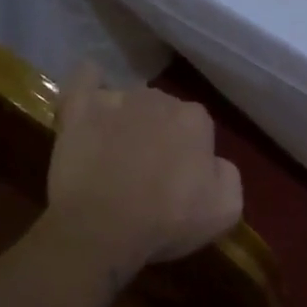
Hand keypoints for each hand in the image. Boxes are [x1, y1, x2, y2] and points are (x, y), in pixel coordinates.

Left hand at [45, 62, 242, 272]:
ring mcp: (117, 99)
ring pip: (128, 100)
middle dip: (159, 133)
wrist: (104, 227)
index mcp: (196, 119)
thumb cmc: (169, 219)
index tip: (180, 179)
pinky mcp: (79, 108)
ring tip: (115, 150)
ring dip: (127, 119)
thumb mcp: (226, 209)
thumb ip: (228, 175)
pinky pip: (87, 79)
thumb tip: (214, 162)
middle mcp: (160, 98)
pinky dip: (91, 84)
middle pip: (163, 111)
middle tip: (147, 168)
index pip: (198, 128)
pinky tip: (91, 99)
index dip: (189, 154)